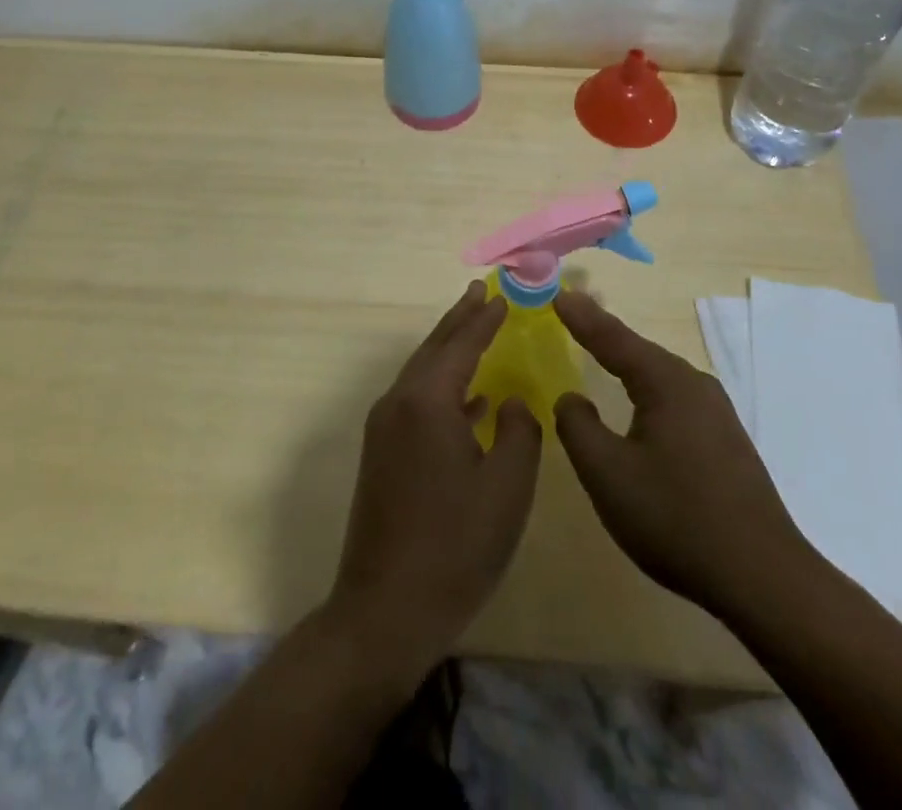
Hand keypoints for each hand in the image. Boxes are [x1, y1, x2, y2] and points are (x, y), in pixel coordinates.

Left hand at [327, 281, 541, 683]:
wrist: (386, 609)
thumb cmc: (455, 545)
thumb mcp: (507, 486)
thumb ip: (520, 431)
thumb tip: (511, 401)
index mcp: (427, 401)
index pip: (461, 344)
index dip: (484, 318)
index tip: (502, 294)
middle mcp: (398, 403)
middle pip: (434, 348)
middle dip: (459, 319)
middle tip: (480, 292)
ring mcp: (384, 429)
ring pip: (421, 373)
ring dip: (449, 350)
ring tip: (475, 330)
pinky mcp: (381, 454)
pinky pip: (415, 400)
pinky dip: (442, 387)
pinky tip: (469, 401)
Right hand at [553, 291, 817, 621]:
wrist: (763, 577)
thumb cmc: (676, 518)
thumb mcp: (608, 474)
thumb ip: (578, 427)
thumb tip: (571, 397)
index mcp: (666, 383)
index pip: (614, 339)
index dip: (583, 318)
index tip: (557, 295)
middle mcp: (695, 385)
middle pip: (640, 352)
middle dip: (605, 335)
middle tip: (574, 317)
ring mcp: (717, 413)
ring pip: (660, 377)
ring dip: (628, 364)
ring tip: (601, 352)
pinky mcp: (727, 441)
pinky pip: (675, 400)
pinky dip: (648, 392)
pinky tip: (641, 407)